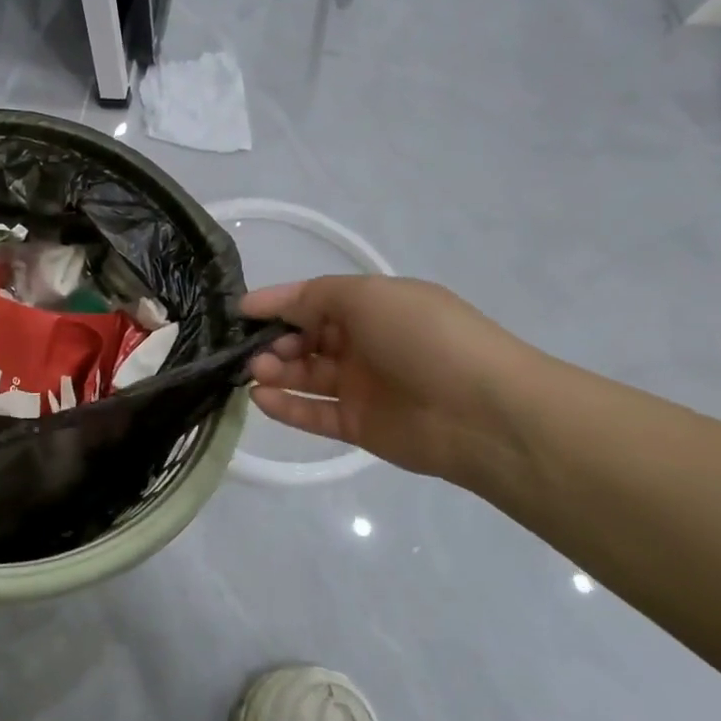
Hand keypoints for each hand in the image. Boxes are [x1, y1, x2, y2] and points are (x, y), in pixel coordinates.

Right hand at [241, 276, 543, 483]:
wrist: (482, 412)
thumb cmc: (423, 337)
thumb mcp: (367, 295)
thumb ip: (313, 296)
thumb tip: (265, 303)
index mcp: (374, 307)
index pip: (314, 301)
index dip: (277, 304)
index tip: (239, 312)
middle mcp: (366, 343)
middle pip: (306, 339)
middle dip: (274, 341)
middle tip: (251, 350)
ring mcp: (362, 386)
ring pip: (306, 376)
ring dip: (276, 372)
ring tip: (254, 373)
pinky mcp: (359, 425)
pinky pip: (314, 413)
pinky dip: (286, 407)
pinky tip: (261, 398)